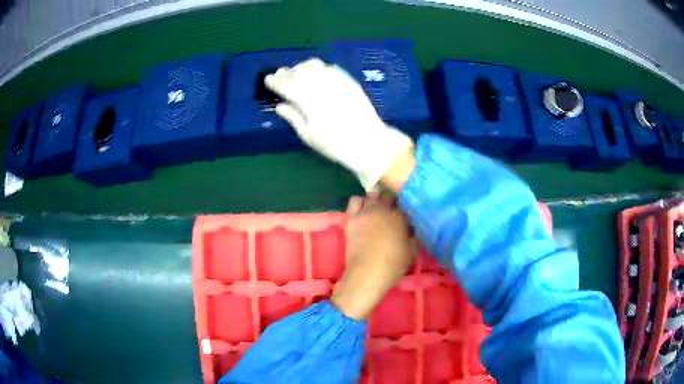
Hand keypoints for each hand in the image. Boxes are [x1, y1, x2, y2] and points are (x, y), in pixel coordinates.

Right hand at [265, 58, 414, 190]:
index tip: (268, 80)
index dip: (277, 82)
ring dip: (301, 67)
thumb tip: (280, 106)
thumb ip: (293, 118)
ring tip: (294, 70)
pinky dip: (319, 67)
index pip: (288, 86)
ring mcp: (338, 82)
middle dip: (287, 73)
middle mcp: (322, 87)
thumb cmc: (336, 145)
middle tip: (278, 73)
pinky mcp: (349, 81)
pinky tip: (314, 70)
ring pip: (315, 67)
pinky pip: (330, 68)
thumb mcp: (310, 136)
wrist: (369, 143)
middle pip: (300, 74)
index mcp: (310, 102)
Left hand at [331, 193, 415, 319]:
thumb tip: (409, 228)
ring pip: (371, 194)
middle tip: (389, 212)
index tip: (402, 216)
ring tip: (375, 209)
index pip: (403, 205)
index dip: (403, 210)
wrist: (367, 273)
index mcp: (401, 218)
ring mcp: (366, 212)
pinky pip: (354, 200)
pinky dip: (359, 202)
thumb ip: (411, 236)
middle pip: (387, 196)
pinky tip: (362, 210)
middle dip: (390, 201)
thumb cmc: (393, 266)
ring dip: (375, 199)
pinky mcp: (352, 217)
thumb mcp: (411, 251)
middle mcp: (384, 210)